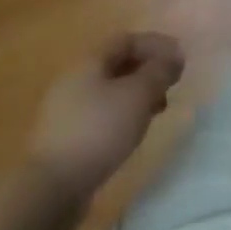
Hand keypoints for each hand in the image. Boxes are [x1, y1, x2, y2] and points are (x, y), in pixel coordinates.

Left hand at [28, 32, 184, 202]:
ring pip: (111, 91)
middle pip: (118, 64)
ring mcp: (67, 110)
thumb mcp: (138, 95)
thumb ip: (159, 71)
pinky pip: (102, 114)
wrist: (50, 190)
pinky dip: (124, 114)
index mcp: (89, 62)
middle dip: (148, 69)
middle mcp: (75, 80)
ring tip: (159, 109)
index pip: (127, 40)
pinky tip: (134, 131)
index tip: (180, 59)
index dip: (156, 44)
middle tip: (172, 83)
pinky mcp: (66, 138)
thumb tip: (174, 56)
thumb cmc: (99, 131)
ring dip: (138, 94)